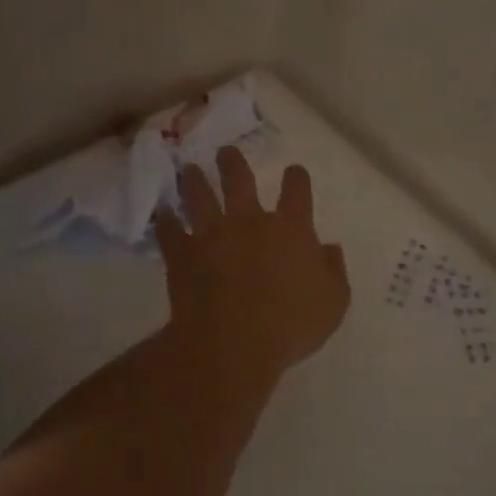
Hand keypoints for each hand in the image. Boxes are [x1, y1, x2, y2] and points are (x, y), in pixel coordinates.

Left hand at [153, 148, 350, 383]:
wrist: (234, 344)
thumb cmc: (290, 325)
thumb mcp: (332, 303)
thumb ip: (333, 271)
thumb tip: (329, 249)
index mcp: (291, 229)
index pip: (297, 190)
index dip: (296, 177)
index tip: (294, 172)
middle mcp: (250, 222)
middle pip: (239, 180)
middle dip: (232, 163)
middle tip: (225, 152)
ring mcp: (212, 235)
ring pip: (199, 197)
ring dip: (194, 181)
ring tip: (189, 170)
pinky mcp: (183, 255)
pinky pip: (170, 232)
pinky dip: (165, 222)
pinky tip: (162, 214)